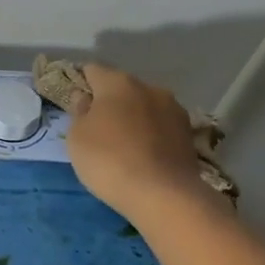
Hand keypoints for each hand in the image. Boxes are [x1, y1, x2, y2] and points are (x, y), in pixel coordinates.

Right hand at [65, 64, 208, 220]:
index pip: (93, 70)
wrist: (163, 194)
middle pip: (122, 88)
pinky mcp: (188, 133)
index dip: (82, 83)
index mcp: (118, 82)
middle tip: (98, 128)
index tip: (76, 103)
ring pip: (145, 107)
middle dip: (110, 103)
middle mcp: (149, 88)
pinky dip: (151, 135)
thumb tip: (85, 97)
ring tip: (124, 145)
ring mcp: (173, 109)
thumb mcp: (77, 138)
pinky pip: (161, 127)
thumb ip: (79, 112)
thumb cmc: (109, 160)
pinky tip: (144, 155)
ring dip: (134, 118)